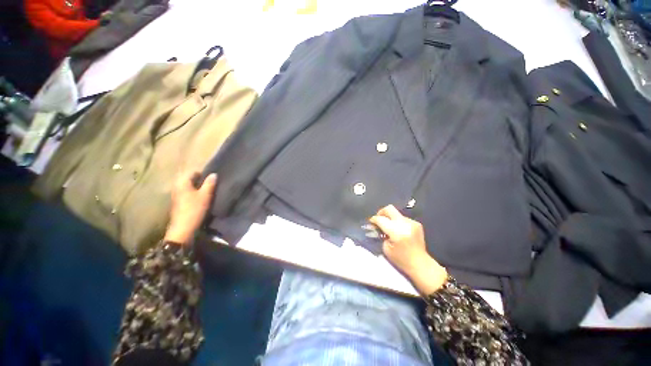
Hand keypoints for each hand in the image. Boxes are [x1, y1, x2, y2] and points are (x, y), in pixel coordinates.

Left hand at [164, 172, 216, 244]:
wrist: (183, 228)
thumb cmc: (194, 209)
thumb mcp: (205, 195)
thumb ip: (210, 183)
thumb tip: (214, 174)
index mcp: (182, 182)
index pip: (193, 172)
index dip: (203, 174)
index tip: (213, 178)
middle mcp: (177, 186)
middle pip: (190, 179)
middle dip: (201, 180)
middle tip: (212, 185)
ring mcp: (176, 195)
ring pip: (189, 186)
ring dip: (198, 187)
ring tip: (208, 191)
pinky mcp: (178, 202)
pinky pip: (188, 193)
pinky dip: (194, 193)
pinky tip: (202, 198)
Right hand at [369, 205, 447, 294]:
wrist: (420, 264)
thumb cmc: (401, 260)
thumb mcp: (386, 248)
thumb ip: (381, 234)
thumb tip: (377, 226)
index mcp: (396, 232)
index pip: (381, 219)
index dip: (374, 219)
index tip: (371, 222)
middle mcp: (405, 224)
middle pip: (389, 209)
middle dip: (381, 212)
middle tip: (378, 219)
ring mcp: (412, 222)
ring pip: (396, 213)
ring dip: (390, 218)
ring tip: (389, 228)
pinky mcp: (417, 223)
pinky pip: (403, 218)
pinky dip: (398, 222)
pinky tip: (399, 231)